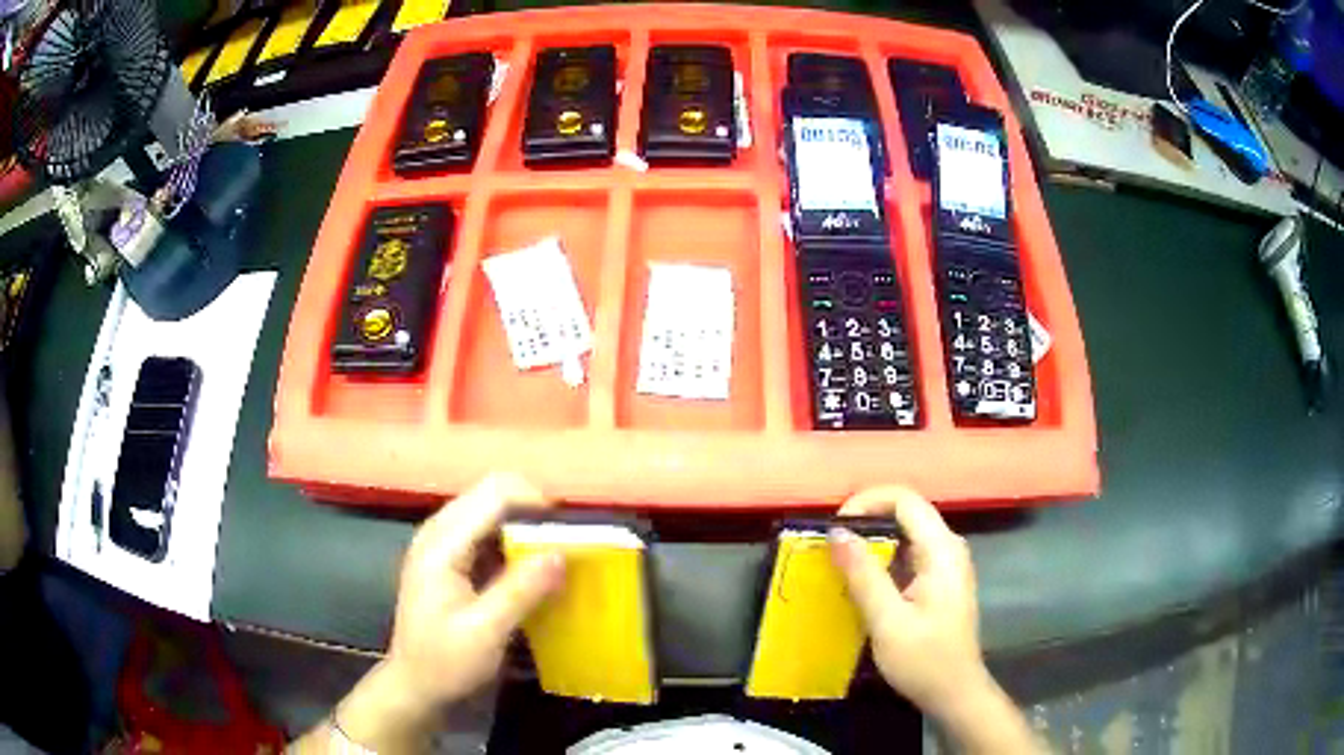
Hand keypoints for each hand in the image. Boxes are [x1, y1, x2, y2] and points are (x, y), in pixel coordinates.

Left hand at [318, 474, 564, 752]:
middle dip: (532, 514)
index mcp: (442, 544)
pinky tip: (529, 574)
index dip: (535, 504)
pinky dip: (512, 544)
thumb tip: (561, 553)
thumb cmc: (445, 663)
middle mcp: (439, 532)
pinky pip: (486, 534)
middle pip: (492, 494)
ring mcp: (442, 544)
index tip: (568, 536)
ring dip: (524, 529)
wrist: (415, 687)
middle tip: (564, 549)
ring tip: (553, 560)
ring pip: (491, 512)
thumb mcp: (486, 633)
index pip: (494, 494)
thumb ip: (521, 590)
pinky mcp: (449, 560)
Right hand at [830, 487, 1042, 754]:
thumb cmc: (924, 660)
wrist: (954, 693)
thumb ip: (863, 575)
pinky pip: (908, 555)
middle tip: (829, 544)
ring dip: (872, 541)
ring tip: (837, 560)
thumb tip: (837, 532)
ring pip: (906, 534)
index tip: (834, 526)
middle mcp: (948, 548)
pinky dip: (882, 559)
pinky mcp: (939, 582)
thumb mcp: (888, 621)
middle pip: (906, 513)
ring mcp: (946, 565)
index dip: (867, 502)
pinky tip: (860, 581)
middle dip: (866, 521)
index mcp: (942, 550)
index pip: (905, 500)